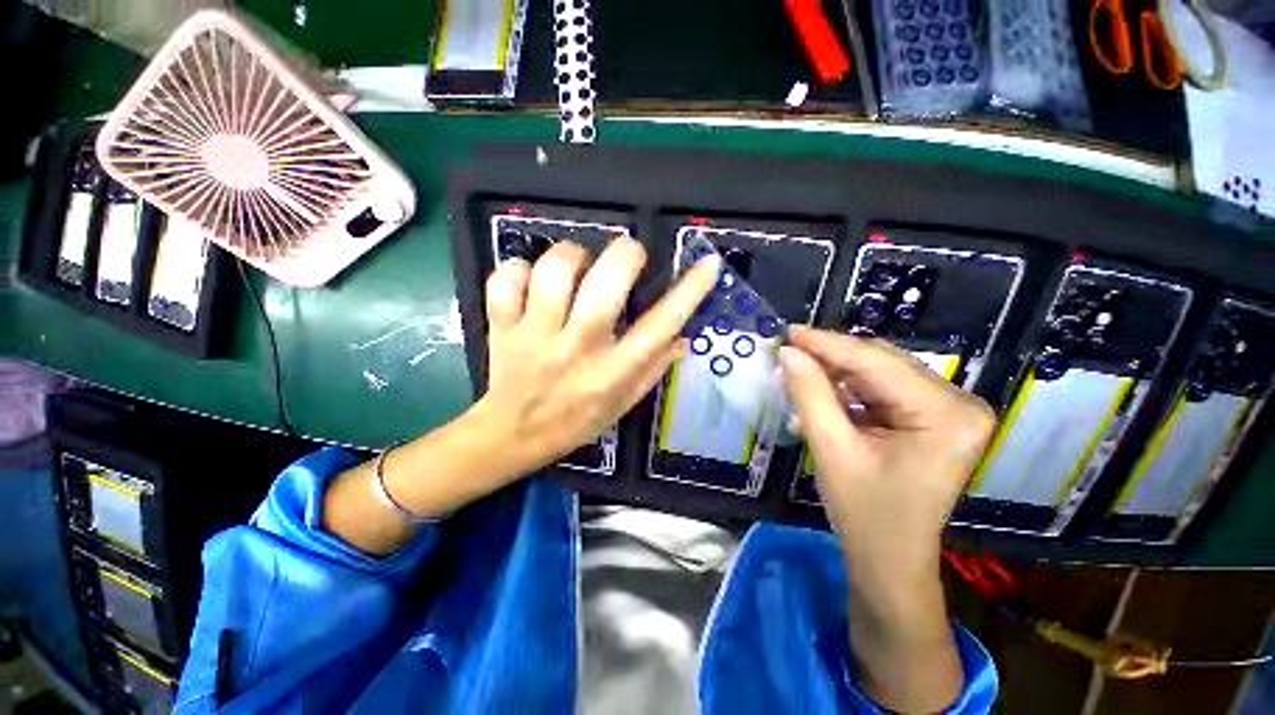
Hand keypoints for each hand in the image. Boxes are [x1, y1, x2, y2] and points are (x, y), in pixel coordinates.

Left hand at [325, 237, 718, 555]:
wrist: (513, 436)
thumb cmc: (577, 420)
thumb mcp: (624, 404)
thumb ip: (654, 369)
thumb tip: (683, 335)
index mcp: (613, 373)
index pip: (660, 327)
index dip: (689, 292)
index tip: (708, 264)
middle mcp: (577, 350)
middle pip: (604, 287)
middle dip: (624, 255)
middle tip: (628, 253)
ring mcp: (535, 337)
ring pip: (553, 274)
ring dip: (571, 256)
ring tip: (577, 264)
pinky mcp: (502, 328)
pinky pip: (505, 281)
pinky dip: (517, 269)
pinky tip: (529, 279)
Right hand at [779, 327, 994, 711]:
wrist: (890, 561)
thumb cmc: (865, 513)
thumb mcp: (831, 450)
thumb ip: (809, 394)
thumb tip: (788, 352)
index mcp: (946, 414)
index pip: (877, 362)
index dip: (827, 344)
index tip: (788, 331)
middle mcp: (958, 403)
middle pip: (881, 364)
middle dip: (830, 358)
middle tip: (787, 352)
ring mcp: (948, 410)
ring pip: (879, 374)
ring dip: (835, 374)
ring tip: (796, 373)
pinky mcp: (932, 418)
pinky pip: (882, 391)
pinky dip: (847, 391)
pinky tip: (819, 394)